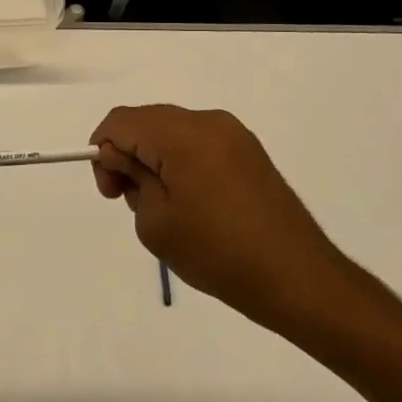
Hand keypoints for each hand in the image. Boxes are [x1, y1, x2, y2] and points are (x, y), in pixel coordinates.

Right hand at [90, 105, 365, 341]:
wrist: (298, 280)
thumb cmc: (218, 253)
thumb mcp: (156, 222)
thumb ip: (131, 178)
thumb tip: (123, 157)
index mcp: (182, 134)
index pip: (121, 121)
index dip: (102, 150)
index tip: (112, 192)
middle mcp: (208, 122)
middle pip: (146, 120)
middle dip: (127, 153)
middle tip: (129, 200)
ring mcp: (234, 135)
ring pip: (172, 131)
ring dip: (154, 158)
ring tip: (163, 207)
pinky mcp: (249, 152)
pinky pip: (199, 143)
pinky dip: (180, 161)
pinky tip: (190, 202)